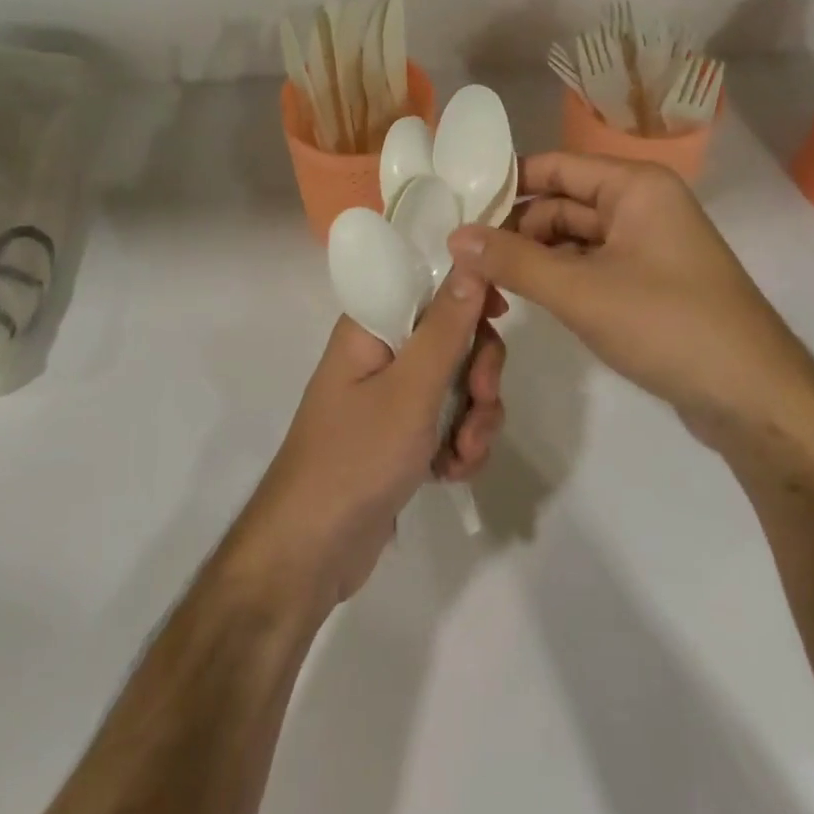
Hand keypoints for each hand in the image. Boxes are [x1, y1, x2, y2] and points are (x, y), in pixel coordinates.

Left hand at [232, 269, 505, 608]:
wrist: (312, 553)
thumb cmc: (356, 457)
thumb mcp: (410, 389)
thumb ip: (446, 327)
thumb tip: (470, 260)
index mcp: (372, 326)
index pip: (428, 284)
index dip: (468, 293)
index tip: (500, 316)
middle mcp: (382, 352)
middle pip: (453, 336)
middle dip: (479, 372)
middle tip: (481, 401)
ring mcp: (393, 397)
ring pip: (458, 383)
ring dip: (474, 418)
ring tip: (463, 454)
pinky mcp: (403, 436)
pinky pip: (449, 422)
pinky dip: (460, 444)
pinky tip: (452, 473)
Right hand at [448, 153, 809, 442]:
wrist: (756, 400)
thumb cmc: (669, 326)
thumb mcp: (581, 291)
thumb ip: (513, 261)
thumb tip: (454, 235)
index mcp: (634, 186)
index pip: (554, 167)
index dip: (505, 185)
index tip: (457, 208)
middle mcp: (642, 204)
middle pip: (561, 203)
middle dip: (516, 230)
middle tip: (465, 260)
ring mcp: (648, 244)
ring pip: (574, 238)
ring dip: (534, 258)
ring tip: (487, 285)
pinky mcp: (649, 281)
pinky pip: (592, 265)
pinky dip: (560, 278)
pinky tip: (527, 299)